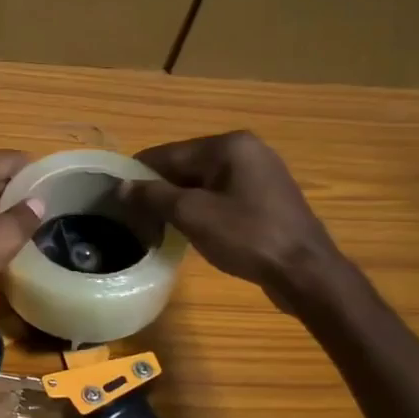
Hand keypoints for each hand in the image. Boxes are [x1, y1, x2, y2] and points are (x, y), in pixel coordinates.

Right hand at [124, 132, 344, 309]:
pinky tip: (187, 228)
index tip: (113, 194)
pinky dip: (201, 208)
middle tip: (131, 214)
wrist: (305, 271)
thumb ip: (153, 196)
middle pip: (186, 165)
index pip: (169, 153)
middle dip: (158, 188)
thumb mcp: (193, 215)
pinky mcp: (266, 198)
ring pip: (203, 182)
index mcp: (229, 145)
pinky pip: (221, 195)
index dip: (138, 173)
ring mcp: (260, 174)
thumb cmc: (247, 236)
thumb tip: (121, 186)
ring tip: (153, 223)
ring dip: (178, 200)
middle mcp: (246, 151)